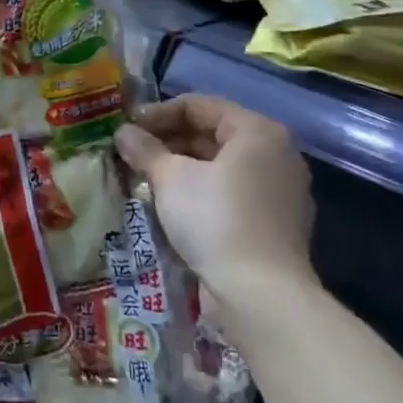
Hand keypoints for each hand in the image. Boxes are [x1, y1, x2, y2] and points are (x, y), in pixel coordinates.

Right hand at [115, 94, 316, 306]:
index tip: (127, 129)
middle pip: (212, 134)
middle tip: (131, 155)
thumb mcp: (171, 178)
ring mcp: (280, 191)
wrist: (261, 296)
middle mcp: (276, 154)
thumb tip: (123, 133)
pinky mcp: (275, 224)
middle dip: (168, 142)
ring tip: (144, 180)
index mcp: (258, 131)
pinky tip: (171, 207)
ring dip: (181, 169)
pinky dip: (201, 193)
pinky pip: (231, 194)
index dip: (158, 113)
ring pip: (220, 167)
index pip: (199, 105)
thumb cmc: (216, 220)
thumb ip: (145, 149)